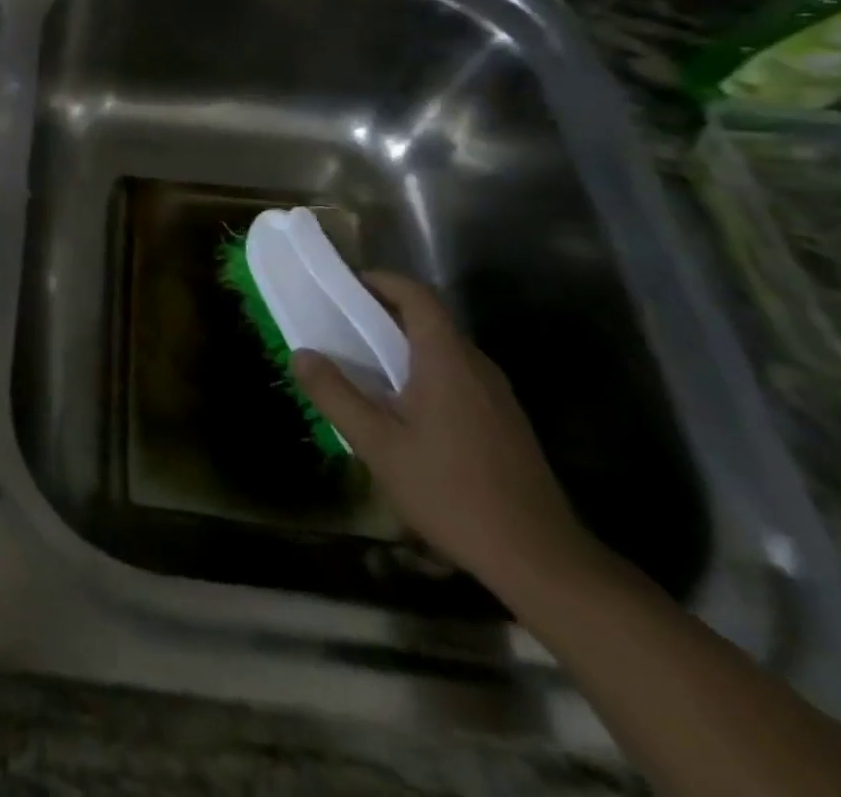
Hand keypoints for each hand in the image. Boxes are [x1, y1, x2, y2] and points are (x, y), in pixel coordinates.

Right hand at [292, 271, 594, 589]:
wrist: (539, 559)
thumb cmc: (451, 491)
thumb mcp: (378, 445)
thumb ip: (335, 395)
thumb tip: (301, 355)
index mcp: (447, 359)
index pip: (416, 295)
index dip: (381, 281)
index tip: (345, 286)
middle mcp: (476, 366)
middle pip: (430, 319)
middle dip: (385, 314)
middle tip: (343, 327)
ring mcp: (497, 395)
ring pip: (445, 350)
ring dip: (405, 346)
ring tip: (366, 367)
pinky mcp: (505, 422)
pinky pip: (459, 376)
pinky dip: (425, 372)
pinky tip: (405, 410)